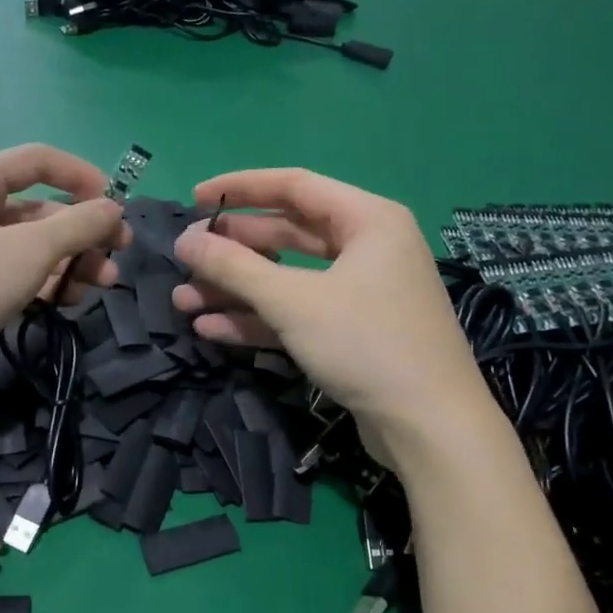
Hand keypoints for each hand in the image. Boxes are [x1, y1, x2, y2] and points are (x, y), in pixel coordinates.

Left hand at [0, 145, 126, 407]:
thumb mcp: (30, 250)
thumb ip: (78, 225)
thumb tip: (113, 209)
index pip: (38, 160)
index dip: (82, 176)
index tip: (116, 206)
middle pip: (39, 210)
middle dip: (81, 233)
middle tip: (116, 259)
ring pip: (29, 248)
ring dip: (68, 263)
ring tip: (98, 288)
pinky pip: (14, 276)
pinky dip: (42, 284)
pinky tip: (65, 302)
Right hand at [171, 168, 489, 459]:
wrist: (429, 426)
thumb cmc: (365, 343)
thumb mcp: (293, 301)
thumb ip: (235, 268)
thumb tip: (184, 242)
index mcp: (367, 220)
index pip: (294, 186)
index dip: (240, 189)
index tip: (195, 199)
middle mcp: (366, 248)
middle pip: (286, 234)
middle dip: (232, 250)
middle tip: (185, 259)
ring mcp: (359, 293)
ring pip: (286, 279)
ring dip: (236, 290)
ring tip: (183, 301)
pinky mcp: (350, 332)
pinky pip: (296, 313)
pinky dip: (257, 319)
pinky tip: (211, 329)